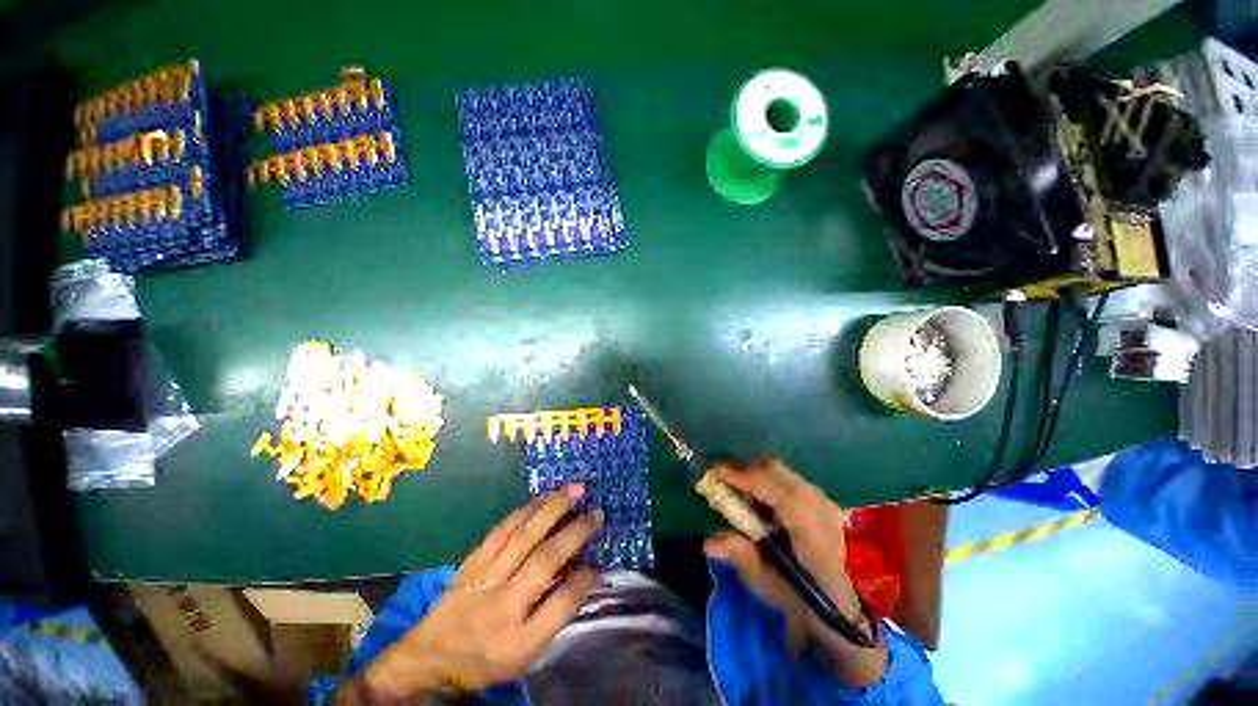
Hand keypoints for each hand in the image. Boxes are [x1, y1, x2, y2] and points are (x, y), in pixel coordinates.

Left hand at [353, 486, 601, 699]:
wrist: (431, 656)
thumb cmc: (486, 658)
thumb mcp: (525, 655)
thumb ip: (556, 615)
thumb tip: (585, 572)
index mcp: (519, 639)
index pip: (561, 604)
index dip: (584, 579)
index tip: (599, 562)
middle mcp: (504, 603)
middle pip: (545, 560)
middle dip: (576, 531)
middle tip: (597, 513)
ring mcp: (486, 575)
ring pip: (526, 534)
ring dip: (554, 508)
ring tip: (576, 490)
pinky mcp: (474, 558)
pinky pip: (504, 527)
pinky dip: (527, 509)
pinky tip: (544, 497)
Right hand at [702, 459, 887, 687]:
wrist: (837, 604)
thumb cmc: (800, 599)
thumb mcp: (767, 585)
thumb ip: (740, 557)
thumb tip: (708, 542)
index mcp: (811, 532)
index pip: (778, 492)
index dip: (744, 478)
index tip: (714, 473)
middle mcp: (819, 506)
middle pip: (775, 470)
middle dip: (742, 471)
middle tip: (719, 483)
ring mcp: (820, 498)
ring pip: (778, 470)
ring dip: (751, 475)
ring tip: (735, 493)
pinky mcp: (816, 496)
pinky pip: (782, 476)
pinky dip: (763, 480)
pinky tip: (755, 500)